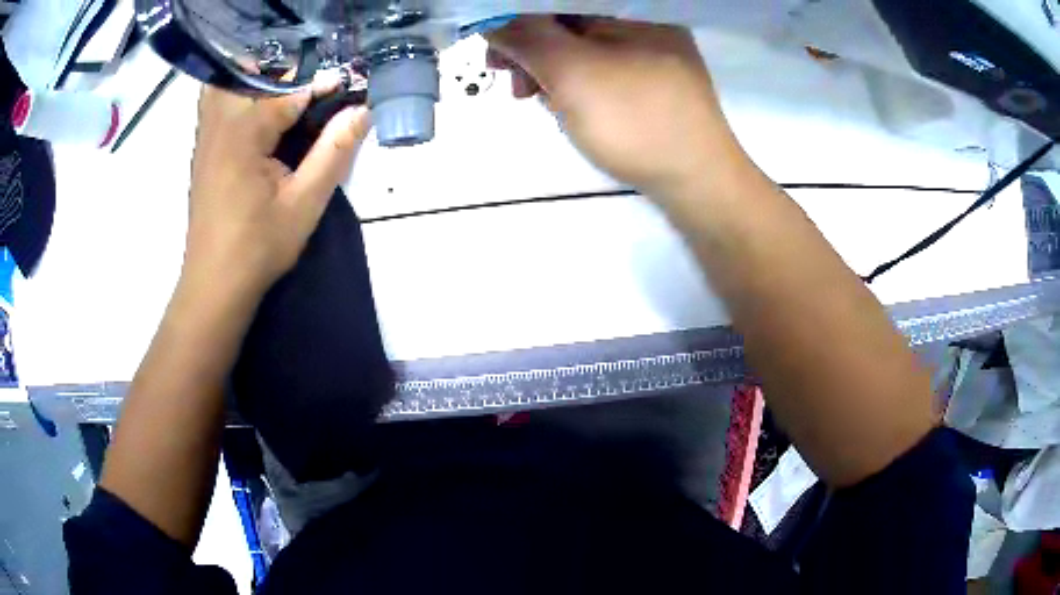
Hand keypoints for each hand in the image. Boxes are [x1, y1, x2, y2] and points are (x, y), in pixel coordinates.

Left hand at [186, 80, 371, 295]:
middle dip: (281, 77)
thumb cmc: (259, 247)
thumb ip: (334, 152)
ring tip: (281, 100)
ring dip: (253, 82)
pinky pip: (215, 108)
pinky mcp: (201, 153)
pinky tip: (257, 122)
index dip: (319, 89)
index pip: (286, 94)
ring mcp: (205, 139)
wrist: (215, 285)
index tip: (345, 89)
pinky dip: (235, 99)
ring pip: (225, 87)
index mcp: (243, 135)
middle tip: (308, 96)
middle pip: (248, 77)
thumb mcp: (305, 203)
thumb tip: (362, 111)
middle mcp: (219, 127)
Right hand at [487, 17, 746, 198]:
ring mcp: (650, 50)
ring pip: (582, 45)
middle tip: (512, 83)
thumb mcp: (571, 73)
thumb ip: (526, 38)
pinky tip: (565, 104)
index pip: (558, 0)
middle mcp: (642, 21)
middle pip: (569, 21)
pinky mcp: (652, 78)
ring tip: (536, 100)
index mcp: (629, 8)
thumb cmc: (635, 120)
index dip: (518, 16)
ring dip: (550, 68)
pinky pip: (601, 66)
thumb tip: (493, 21)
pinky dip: (575, 81)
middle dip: (532, 48)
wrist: (698, 181)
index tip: (494, 48)